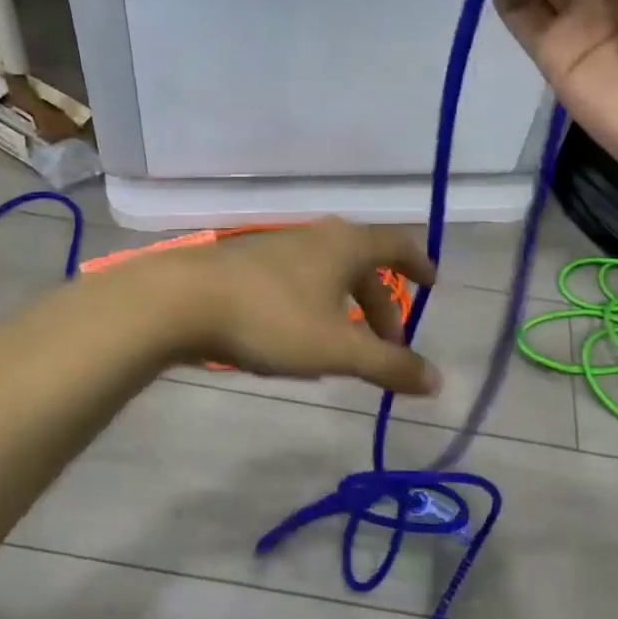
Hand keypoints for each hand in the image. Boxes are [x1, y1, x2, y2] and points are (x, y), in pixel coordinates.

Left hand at [152, 219, 440, 395]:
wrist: (181, 301)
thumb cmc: (271, 318)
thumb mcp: (337, 350)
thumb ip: (389, 366)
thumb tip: (437, 381)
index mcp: (346, 246)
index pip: (397, 244)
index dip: (419, 263)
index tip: (432, 284)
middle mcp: (316, 237)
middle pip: (362, 266)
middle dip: (380, 305)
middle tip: (388, 344)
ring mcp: (278, 247)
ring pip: (327, 275)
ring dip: (345, 308)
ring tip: (345, 348)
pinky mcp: (247, 264)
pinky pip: (298, 282)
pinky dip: (314, 307)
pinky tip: (297, 340)